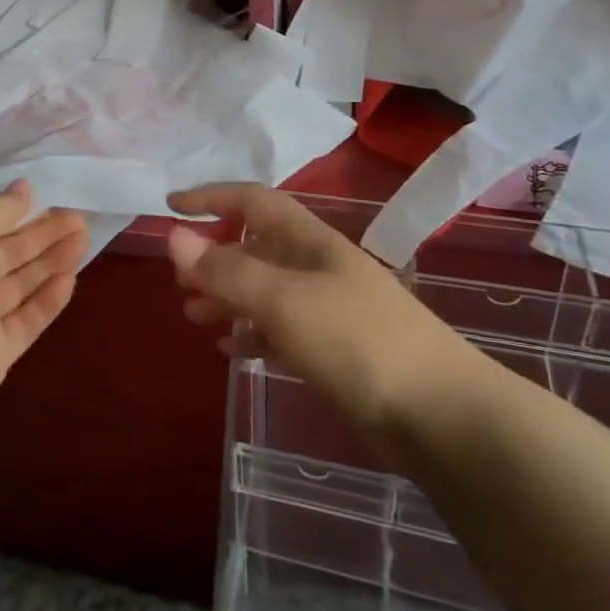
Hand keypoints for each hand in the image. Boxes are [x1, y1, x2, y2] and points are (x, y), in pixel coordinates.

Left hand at [0, 182, 88, 417]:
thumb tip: (23, 189)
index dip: (15, 211)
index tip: (49, 197)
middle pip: (6, 253)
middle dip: (42, 234)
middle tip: (79, 217)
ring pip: (19, 285)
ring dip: (51, 261)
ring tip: (85, 238)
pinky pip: (26, 320)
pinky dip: (47, 300)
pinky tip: (71, 278)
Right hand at [167, 184, 467, 445]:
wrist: (439, 413)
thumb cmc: (357, 341)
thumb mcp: (284, 300)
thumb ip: (226, 270)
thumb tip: (173, 235)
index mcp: (308, 241)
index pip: (253, 201)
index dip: (211, 197)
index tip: (170, 206)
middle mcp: (316, 267)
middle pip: (255, 247)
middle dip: (213, 257)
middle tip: (176, 279)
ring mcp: (326, 309)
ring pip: (264, 290)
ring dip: (226, 297)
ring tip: (190, 314)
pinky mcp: (333, 349)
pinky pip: (278, 329)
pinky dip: (250, 333)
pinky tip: (228, 348)